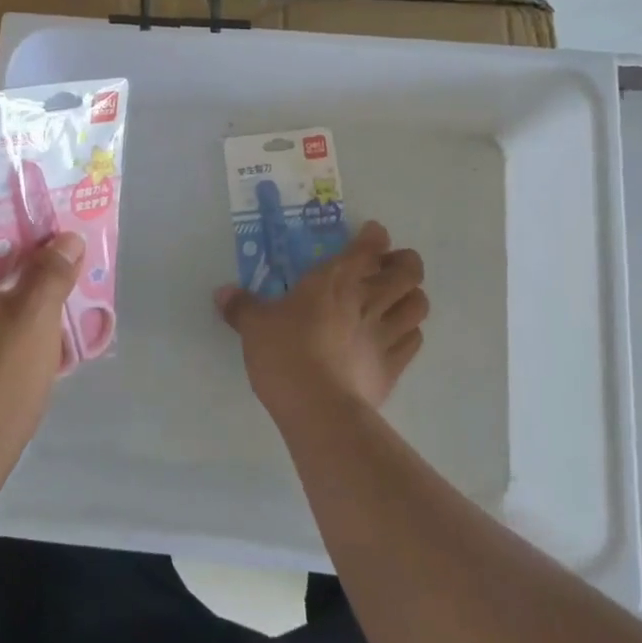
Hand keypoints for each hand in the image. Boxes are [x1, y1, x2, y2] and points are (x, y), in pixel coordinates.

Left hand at [0, 182, 82, 505]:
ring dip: (16, 265)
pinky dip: (4, 296)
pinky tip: (42, 312)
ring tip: (62, 264)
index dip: (4, 189)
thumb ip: (53, 270)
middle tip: (63, 228)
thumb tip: (67, 239)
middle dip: (19, 229)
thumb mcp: (33, 320)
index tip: (44, 190)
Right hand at [216, 221, 428, 417]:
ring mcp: (386, 333)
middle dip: (405, 263)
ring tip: (398, 300)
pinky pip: (415, 342)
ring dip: (412, 297)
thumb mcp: (254, 326)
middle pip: (409, 270)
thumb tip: (222, 293)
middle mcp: (368, 299)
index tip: (373, 235)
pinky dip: (410, 334)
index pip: (369, 246)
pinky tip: (397, 337)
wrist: (317, 407)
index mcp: (335, 279)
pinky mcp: (394, 367)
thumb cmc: (284, 353)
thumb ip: (241, 306)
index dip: (375, 236)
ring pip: (419, 304)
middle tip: (391, 267)